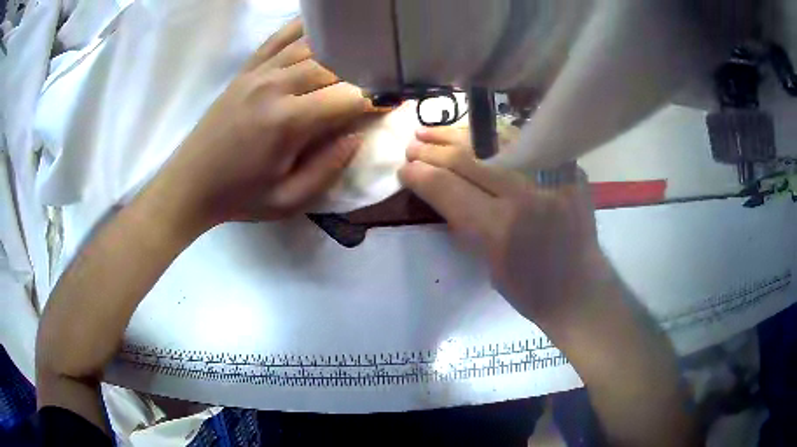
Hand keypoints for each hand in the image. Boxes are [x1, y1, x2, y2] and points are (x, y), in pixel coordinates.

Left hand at [157, 19, 370, 227]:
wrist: (189, 184)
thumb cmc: (239, 197)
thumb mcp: (288, 200)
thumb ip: (328, 169)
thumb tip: (357, 136)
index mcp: (288, 122)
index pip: (348, 96)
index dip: (377, 97)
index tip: (393, 102)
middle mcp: (275, 86)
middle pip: (334, 64)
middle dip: (363, 71)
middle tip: (380, 79)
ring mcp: (258, 73)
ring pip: (312, 46)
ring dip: (340, 49)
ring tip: (359, 56)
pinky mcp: (246, 70)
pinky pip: (279, 38)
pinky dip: (304, 29)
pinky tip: (322, 27)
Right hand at [399, 127, 612, 325]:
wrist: (579, 288)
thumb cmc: (529, 290)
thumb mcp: (487, 263)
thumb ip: (465, 222)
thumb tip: (441, 189)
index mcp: (500, 228)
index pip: (449, 188)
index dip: (421, 175)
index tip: (403, 169)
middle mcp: (526, 195)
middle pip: (468, 159)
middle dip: (433, 151)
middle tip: (412, 147)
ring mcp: (551, 176)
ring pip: (495, 141)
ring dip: (458, 135)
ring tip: (432, 132)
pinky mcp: (569, 170)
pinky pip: (524, 144)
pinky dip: (494, 138)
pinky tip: (474, 133)